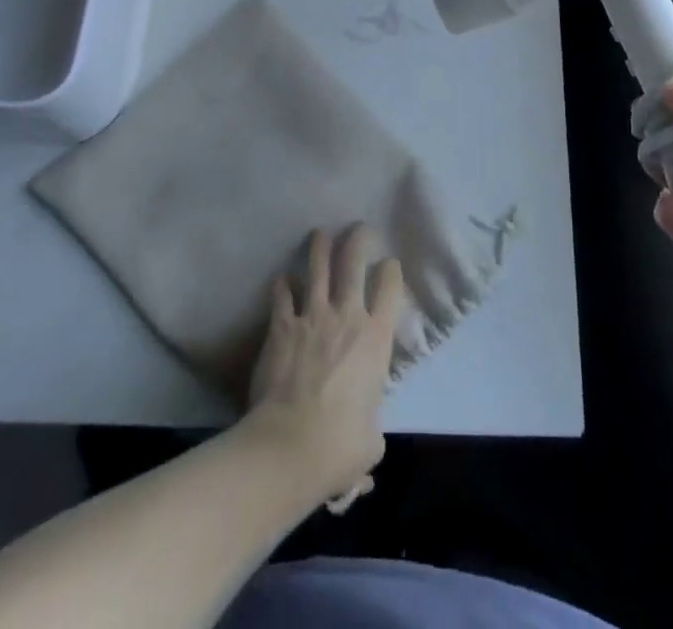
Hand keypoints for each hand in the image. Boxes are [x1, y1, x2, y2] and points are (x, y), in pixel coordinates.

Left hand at [243, 225, 404, 505]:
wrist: (291, 444)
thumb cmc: (339, 446)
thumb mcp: (371, 442)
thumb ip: (371, 429)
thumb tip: (365, 440)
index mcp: (376, 339)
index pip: (390, 289)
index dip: (391, 271)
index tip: (389, 263)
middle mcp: (347, 316)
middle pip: (354, 263)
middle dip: (358, 240)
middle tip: (359, 228)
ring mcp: (312, 316)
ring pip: (318, 268)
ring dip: (319, 247)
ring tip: (320, 233)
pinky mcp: (282, 325)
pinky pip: (282, 295)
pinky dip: (282, 285)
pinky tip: (282, 279)